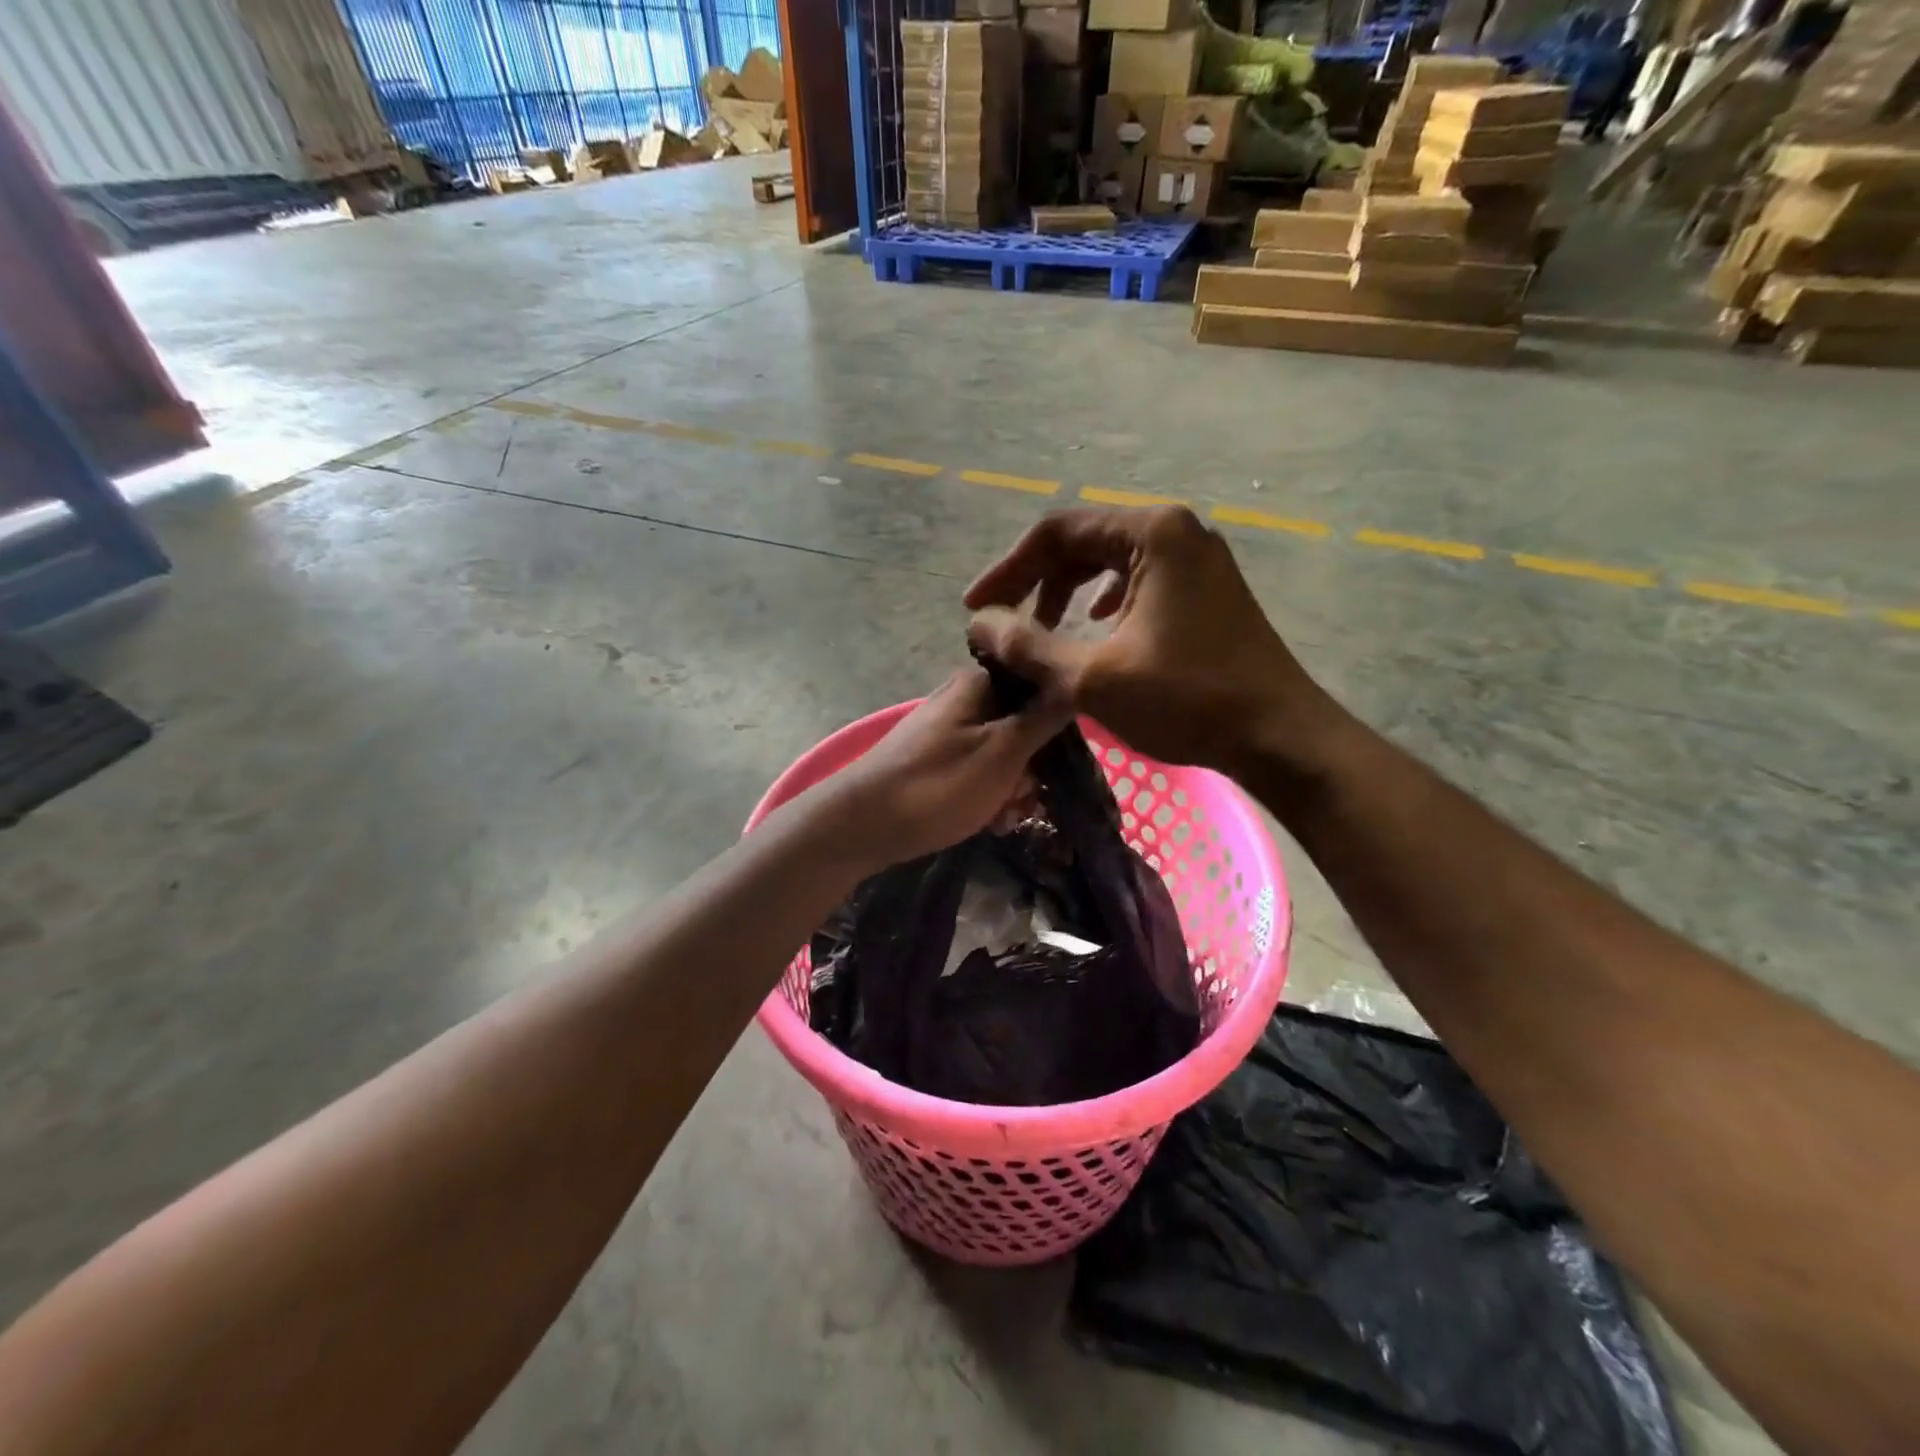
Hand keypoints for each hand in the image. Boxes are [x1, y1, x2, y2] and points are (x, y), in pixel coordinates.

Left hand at [813, 667, 1070, 867]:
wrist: (862, 825)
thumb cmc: (938, 785)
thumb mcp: (1003, 751)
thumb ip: (1043, 717)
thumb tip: (1075, 681)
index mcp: (979, 684)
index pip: (1040, 686)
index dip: (1059, 722)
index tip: (1062, 759)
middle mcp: (963, 699)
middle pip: (1023, 724)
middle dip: (1033, 765)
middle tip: (1025, 797)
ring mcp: (947, 731)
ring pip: (1003, 753)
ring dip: (1013, 786)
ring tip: (1004, 815)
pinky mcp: (935, 761)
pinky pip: (978, 771)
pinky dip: (988, 794)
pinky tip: (989, 821)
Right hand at [964, 507, 1339, 775]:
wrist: (1278, 736)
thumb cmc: (1186, 700)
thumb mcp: (1092, 676)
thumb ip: (1028, 646)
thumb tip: (980, 625)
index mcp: (1152, 533)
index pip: (1057, 532)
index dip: (1008, 570)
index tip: (975, 609)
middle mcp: (1177, 531)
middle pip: (1084, 542)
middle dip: (1037, 581)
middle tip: (1005, 623)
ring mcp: (1197, 559)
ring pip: (1111, 562)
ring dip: (1068, 593)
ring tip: (1042, 630)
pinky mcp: (1206, 590)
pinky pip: (1139, 581)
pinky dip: (1104, 603)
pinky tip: (1094, 629)